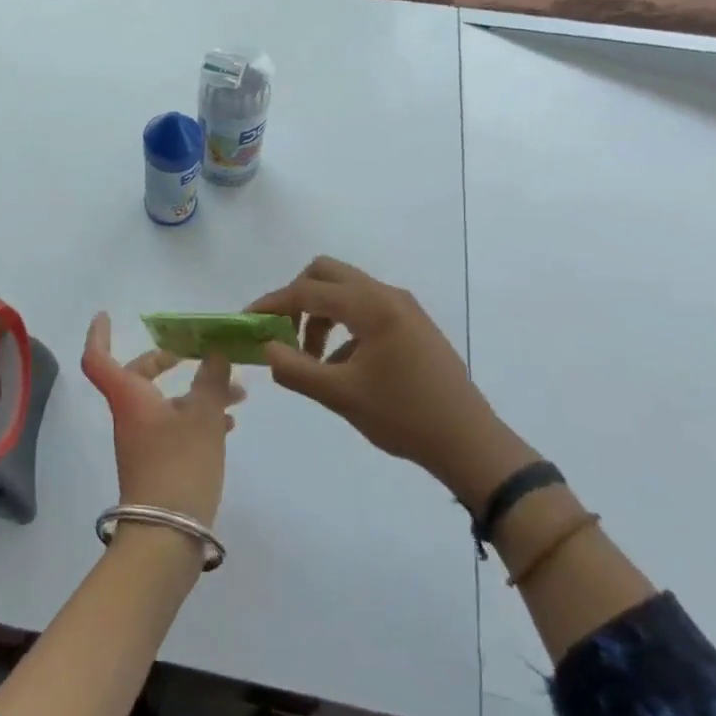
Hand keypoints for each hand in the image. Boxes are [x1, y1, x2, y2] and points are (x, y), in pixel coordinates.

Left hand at [81, 312, 243, 526]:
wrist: (167, 536)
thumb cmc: (179, 465)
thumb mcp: (204, 417)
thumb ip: (212, 380)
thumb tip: (216, 352)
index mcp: (129, 397)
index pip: (99, 358)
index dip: (99, 334)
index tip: (106, 315)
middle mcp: (130, 415)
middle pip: (137, 376)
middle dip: (166, 360)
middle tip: (195, 352)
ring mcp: (142, 441)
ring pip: (164, 402)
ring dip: (196, 391)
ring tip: (238, 392)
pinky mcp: (158, 463)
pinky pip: (175, 426)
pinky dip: (199, 417)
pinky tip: (231, 421)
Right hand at [250, 257, 514, 501]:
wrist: (468, 441)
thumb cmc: (403, 416)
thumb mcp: (340, 396)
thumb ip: (295, 369)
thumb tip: (266, 348)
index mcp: (371, 307)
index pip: (308, 290)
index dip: (272, 303)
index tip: (247, 319)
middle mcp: (387, 295)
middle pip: (327, 273)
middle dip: (297, 297)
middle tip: (283, 332)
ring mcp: (403, 307)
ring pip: (346, 290)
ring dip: (320, 312)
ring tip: (311, 357)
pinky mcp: (412, 323)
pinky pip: (365, 307)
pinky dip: (343, 323)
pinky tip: (341, 364)